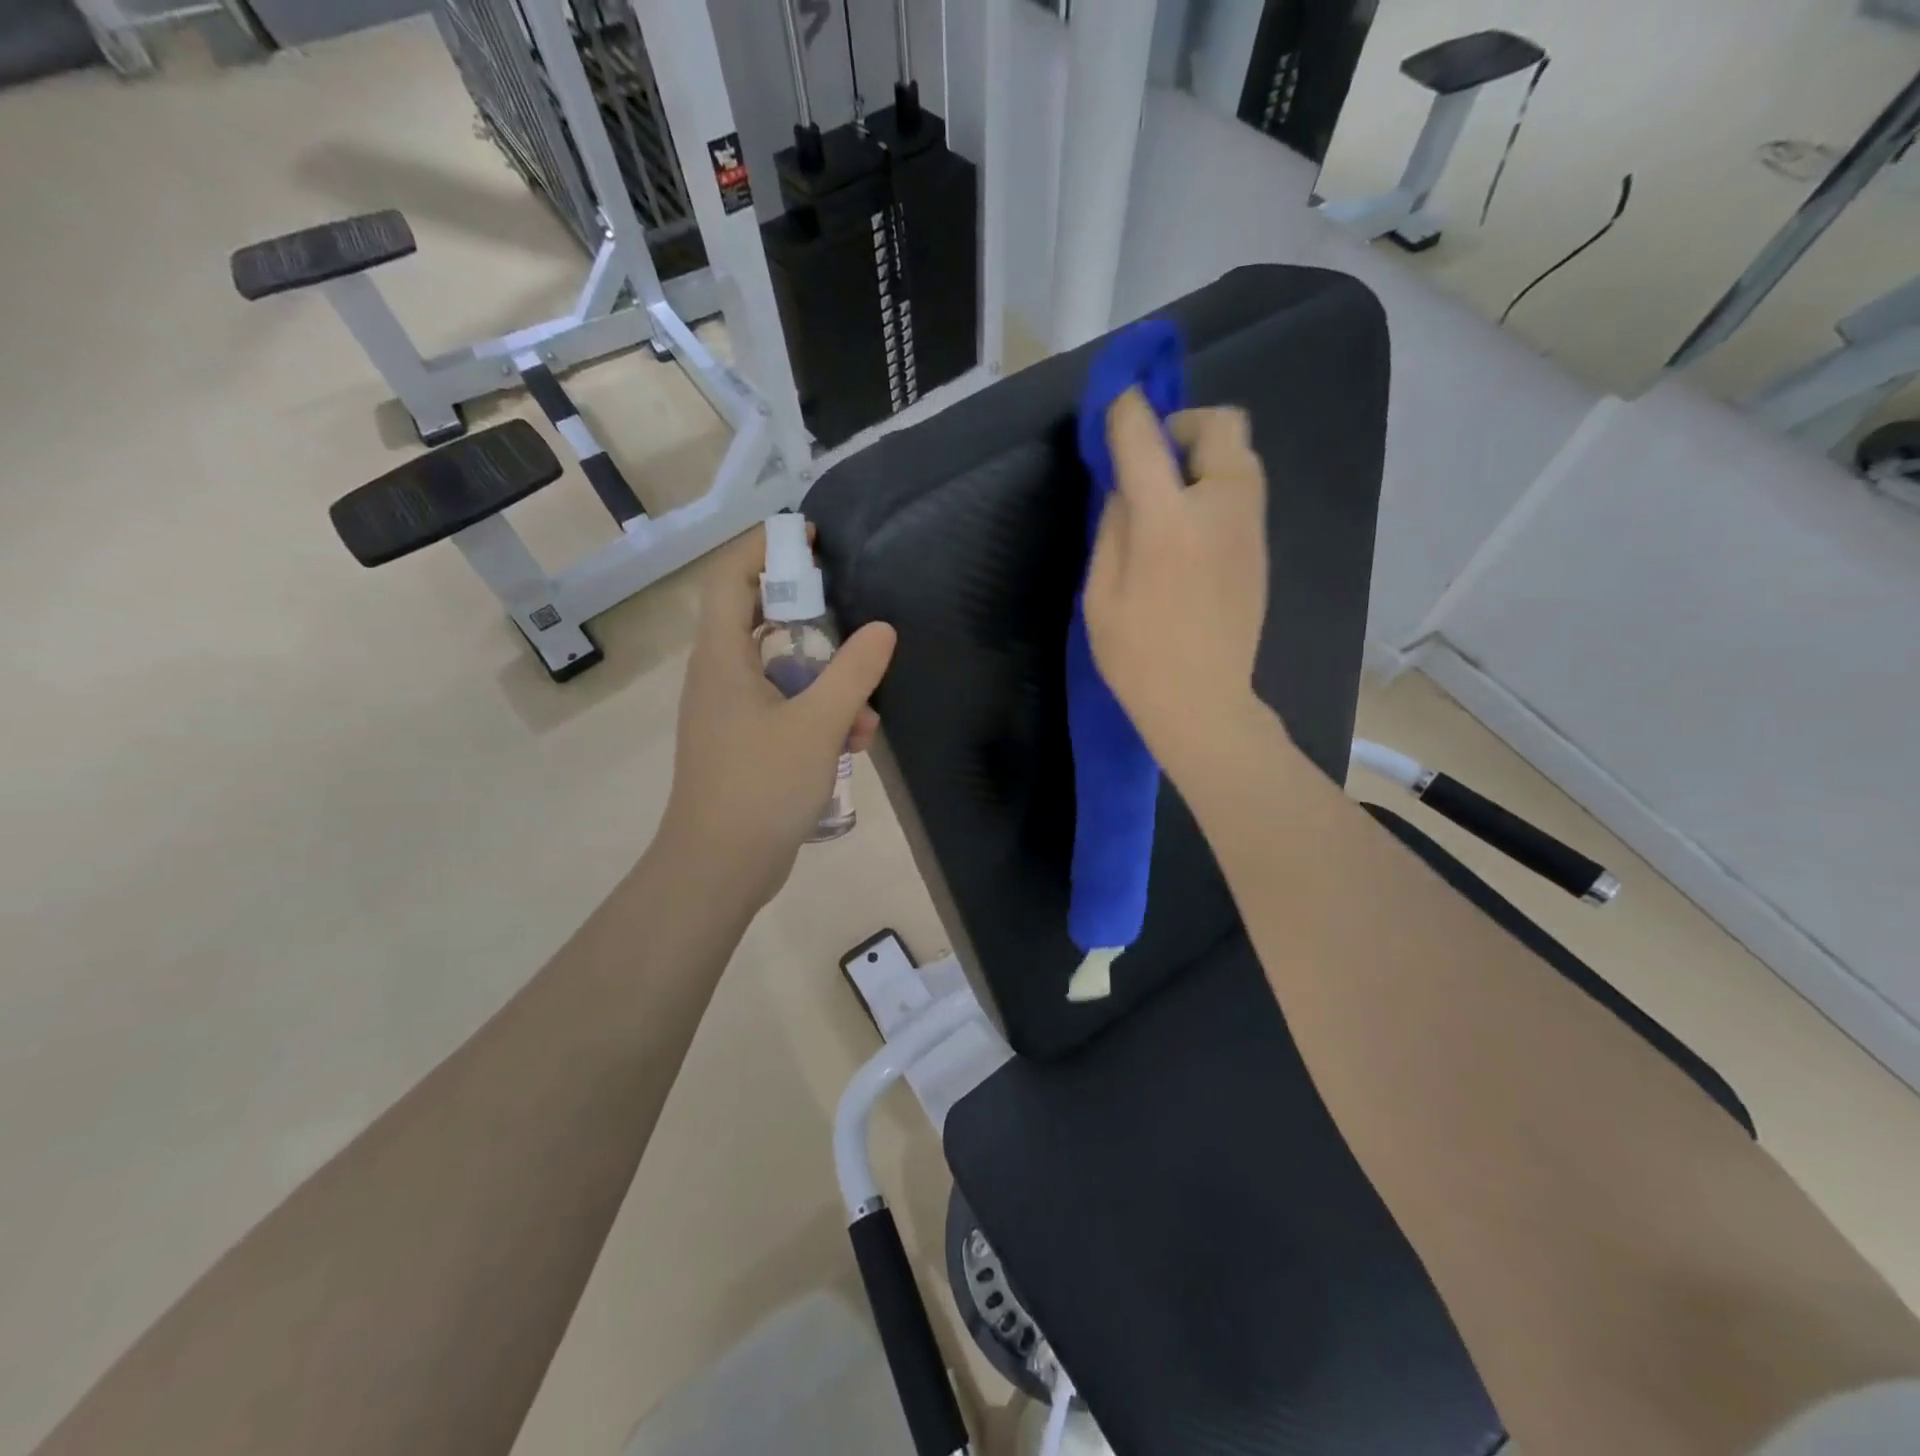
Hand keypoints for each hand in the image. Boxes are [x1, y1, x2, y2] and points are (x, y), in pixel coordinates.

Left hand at [660, 525, 896, 909]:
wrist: (719, 868)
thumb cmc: (761, 786)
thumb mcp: (818, 725)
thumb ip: (853, 673)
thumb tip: (883, 630)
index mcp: (722, 659)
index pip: (730, 578)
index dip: (765, 547)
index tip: (810, 538)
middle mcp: (719, 678)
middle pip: (757, 621)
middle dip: (808, 615)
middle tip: (848, 609)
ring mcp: (729, 715)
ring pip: (780, 674)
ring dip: (825, 682)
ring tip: (867, 712)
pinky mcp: (744, 746)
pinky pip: (784, 711)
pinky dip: (817, 716)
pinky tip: (853, 743)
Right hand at [1084, 389, 1268, 779]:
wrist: (1202, 702)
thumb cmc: (1137, 656)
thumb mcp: (1099, 594)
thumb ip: (1111, 528)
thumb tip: (1125, 487)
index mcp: (1168, 522)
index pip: (1146, 437)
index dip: (1126, 412)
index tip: (1114, 408)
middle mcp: (1220, 508)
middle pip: (1221, 424)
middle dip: (1182, 426)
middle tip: (1151, 463)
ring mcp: (1250, 527)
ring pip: (1240, 455)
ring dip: (1203, 457)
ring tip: (1170, 497)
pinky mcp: (1261, 547)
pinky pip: (1243, 490)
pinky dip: (1216, 487)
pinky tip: (1191, 531)